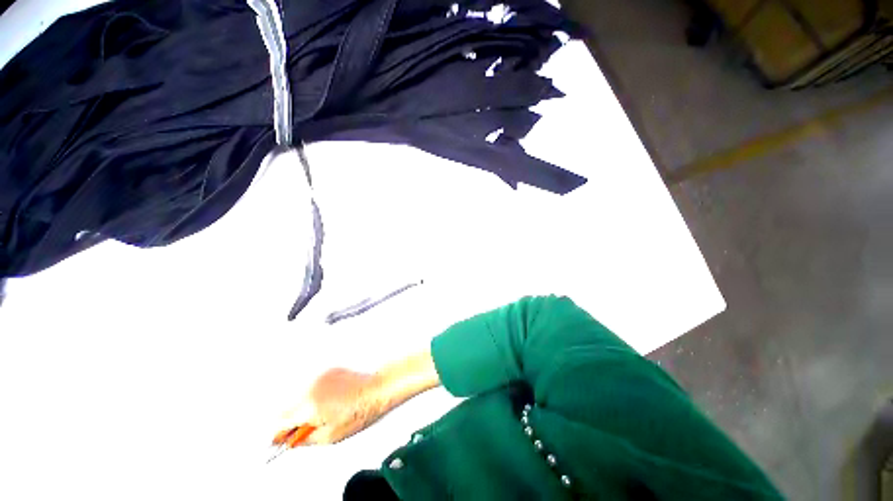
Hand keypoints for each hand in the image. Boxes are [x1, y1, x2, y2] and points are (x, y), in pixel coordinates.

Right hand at [274, 368, 387, 445]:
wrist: (376, 389)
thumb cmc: (359, 411)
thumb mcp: (330, 436)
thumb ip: (304, 439)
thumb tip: (290, 441)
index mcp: (310, 406)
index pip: (280, 422)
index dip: (280, 434)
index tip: (282, 440)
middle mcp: (311, 388)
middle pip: (288, 408)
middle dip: (293, 420)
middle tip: (309, 428)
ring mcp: (320, 377)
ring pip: (300, 396)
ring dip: (305, 406)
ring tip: (326, 412)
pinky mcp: (329, 371)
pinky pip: (314, 386)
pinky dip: (316, 394)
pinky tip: (332, 399)